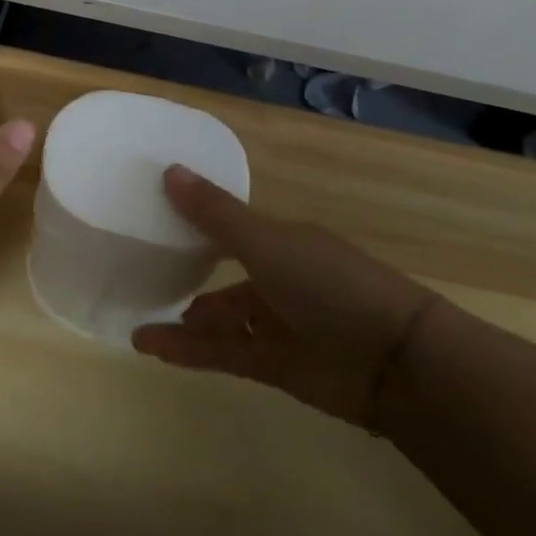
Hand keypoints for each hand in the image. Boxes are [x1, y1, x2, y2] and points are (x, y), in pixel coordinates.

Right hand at [131, 166, 437, 428]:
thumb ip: (216, 215)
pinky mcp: (274, 365)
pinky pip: (222, 351)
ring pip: (222, 317)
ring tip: (139, 314)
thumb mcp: (267, 243)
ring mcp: (279, 324)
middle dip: (191, 273)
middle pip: (226, 274)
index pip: (233, 227)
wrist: (397, 363)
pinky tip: (149, 344)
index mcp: (284, 241)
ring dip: (184, 318)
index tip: (155, 216)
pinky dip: (187, 349)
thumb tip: (169, 170)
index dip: (198, 222)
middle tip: (144, 271)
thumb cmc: (330, 286)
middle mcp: (281, 278)